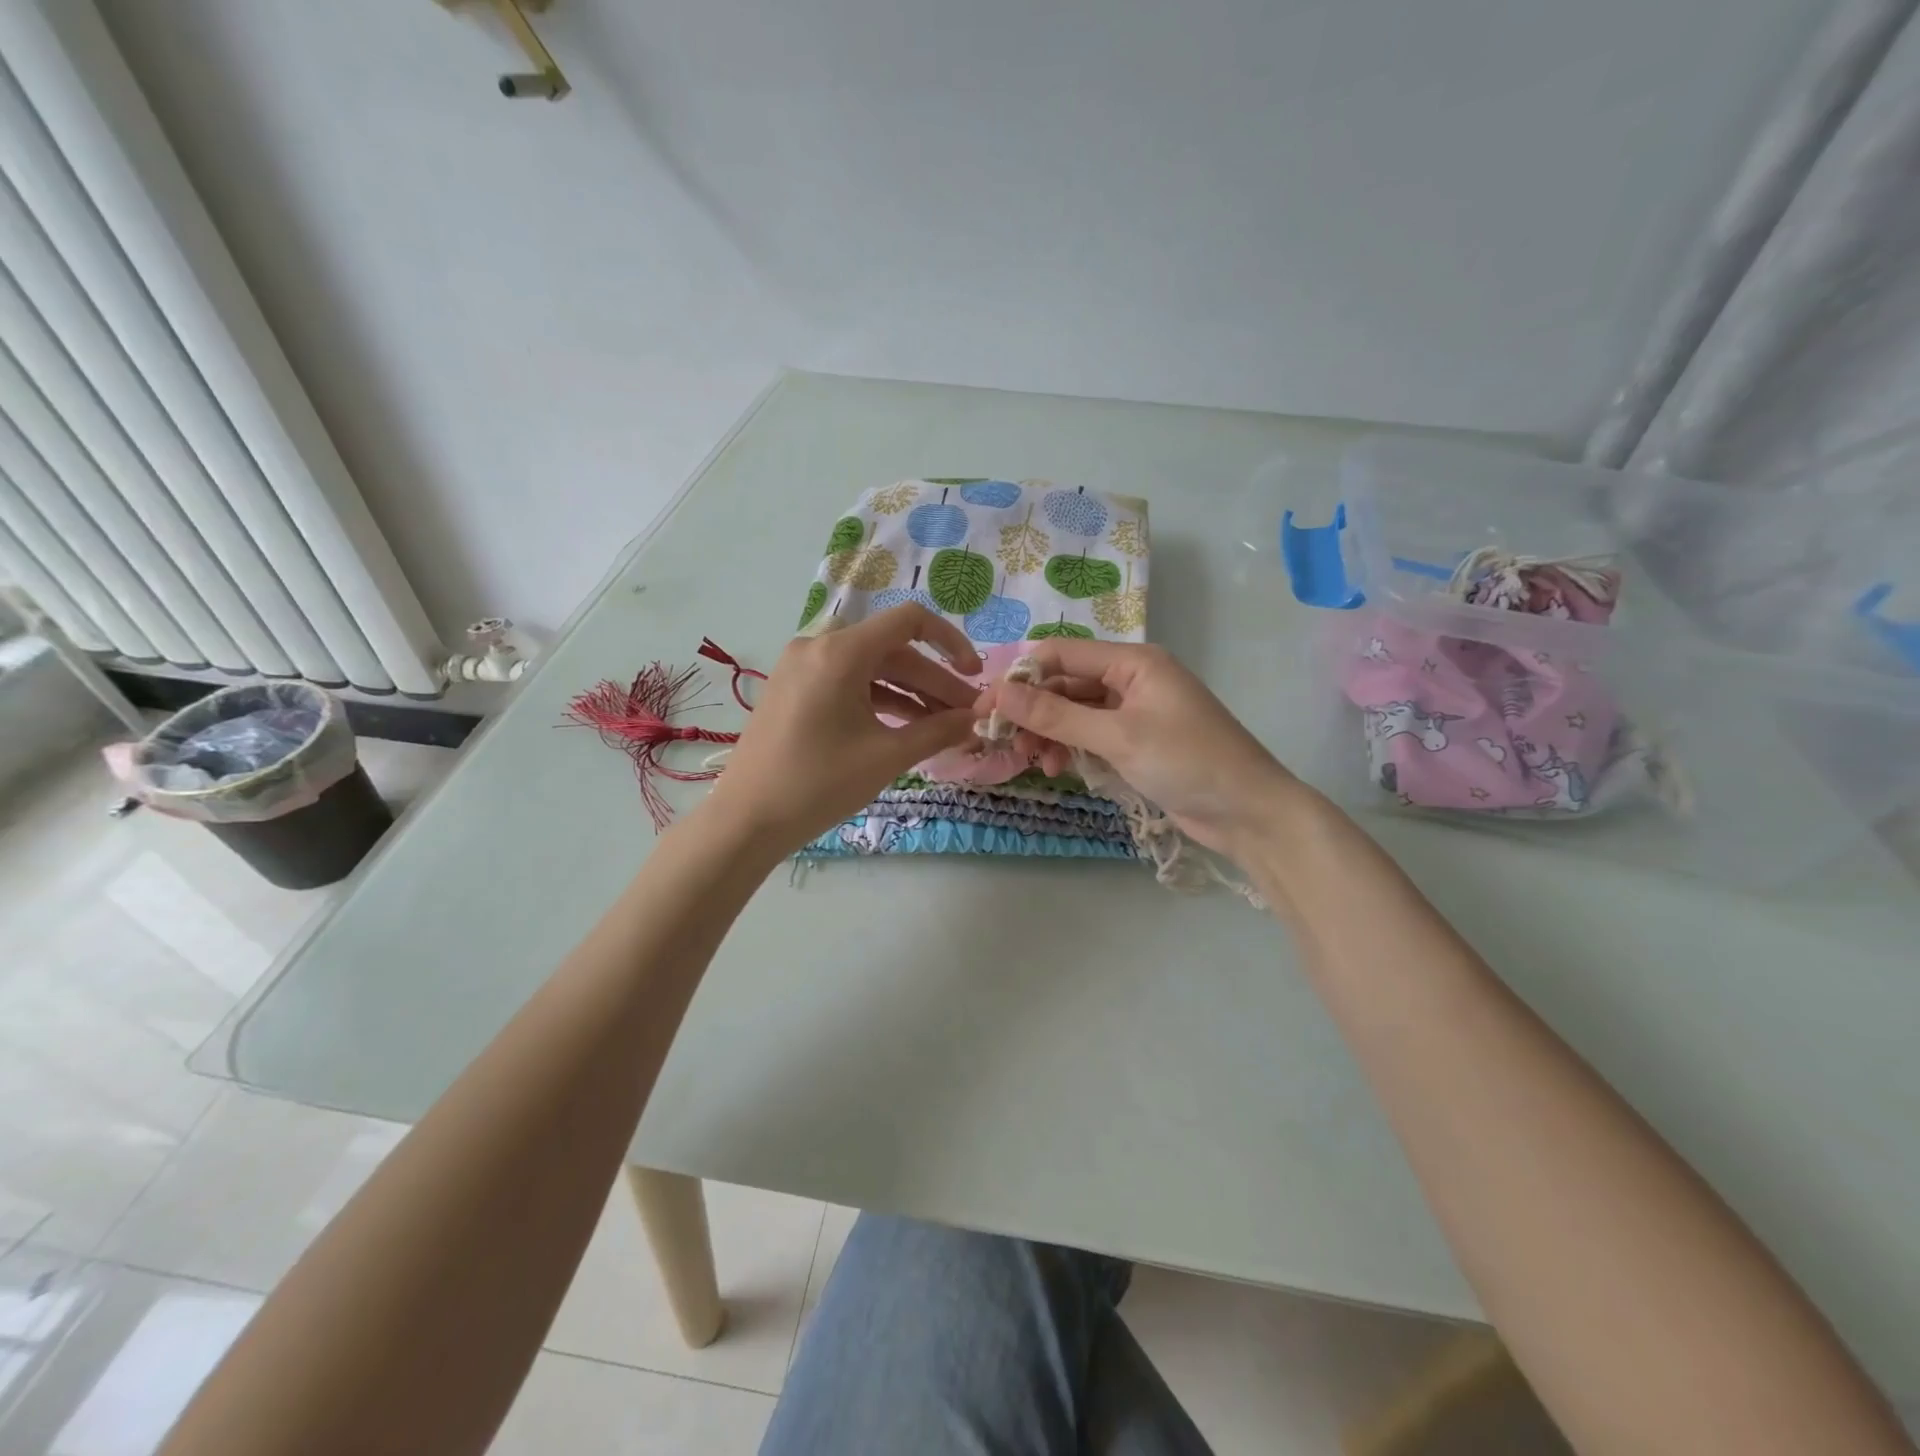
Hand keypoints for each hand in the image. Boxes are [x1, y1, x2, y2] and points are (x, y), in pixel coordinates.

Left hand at [705, 605, 983, 848]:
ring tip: (945, 726)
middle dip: (934, 682)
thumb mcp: (886, 757)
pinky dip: (880, 702)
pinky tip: (908, 728)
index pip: (909, 621)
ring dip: (910, 694)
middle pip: (892, 651)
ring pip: (871, 670)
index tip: (974, 676)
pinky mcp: (794, 690)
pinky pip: (848, 684)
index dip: (950, 642)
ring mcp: (802, 668)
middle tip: (968, 715)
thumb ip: (938, 731)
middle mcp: (819, 647)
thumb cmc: (819, 785)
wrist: (746, 820)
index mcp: (839, 652)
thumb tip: (976, 719)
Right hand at [974, 640, 1299, 857]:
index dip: (1021, 677)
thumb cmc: (1188, 762)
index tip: (986, 708)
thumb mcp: (1118, 737)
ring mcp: (1135, 711)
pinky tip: (1060, 770)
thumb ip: (1057, 715)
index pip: (1061, 654)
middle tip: (1002, 741)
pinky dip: (1072, 749)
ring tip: (1035, 762)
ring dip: (1050, 733)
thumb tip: (1000, 693)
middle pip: (1065, 684)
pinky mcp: (1137, 741)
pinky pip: (1092, 735)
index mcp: (1133, 661)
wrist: (1249, 812)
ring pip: (1075, 712)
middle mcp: (1131, 678)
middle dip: (1033, 711)